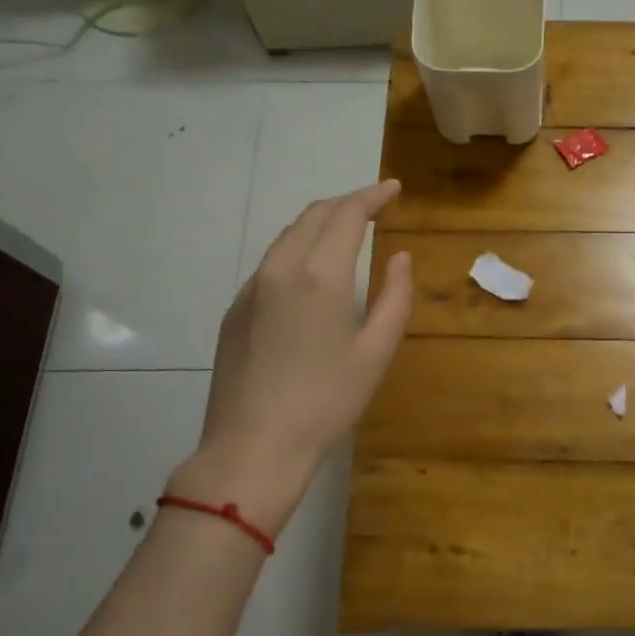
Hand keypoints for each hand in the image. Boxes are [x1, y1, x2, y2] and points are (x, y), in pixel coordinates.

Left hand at [168, 181, 412, 535]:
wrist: (253, 446)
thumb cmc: (327, 401)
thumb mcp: (376, 351)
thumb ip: (394, 297)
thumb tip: (399, 258)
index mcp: (320, 275)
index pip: (347, 215)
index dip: (372, 196)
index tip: (394, 189)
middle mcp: (280, 269)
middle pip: (314, 216)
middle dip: (347, 203)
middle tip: (375, 205)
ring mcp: (251, 289)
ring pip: (287, 237)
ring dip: (320, 224)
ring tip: (347, 232)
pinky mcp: (235, 311)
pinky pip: (270, 264)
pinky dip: (298, 250)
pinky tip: (312, 273)